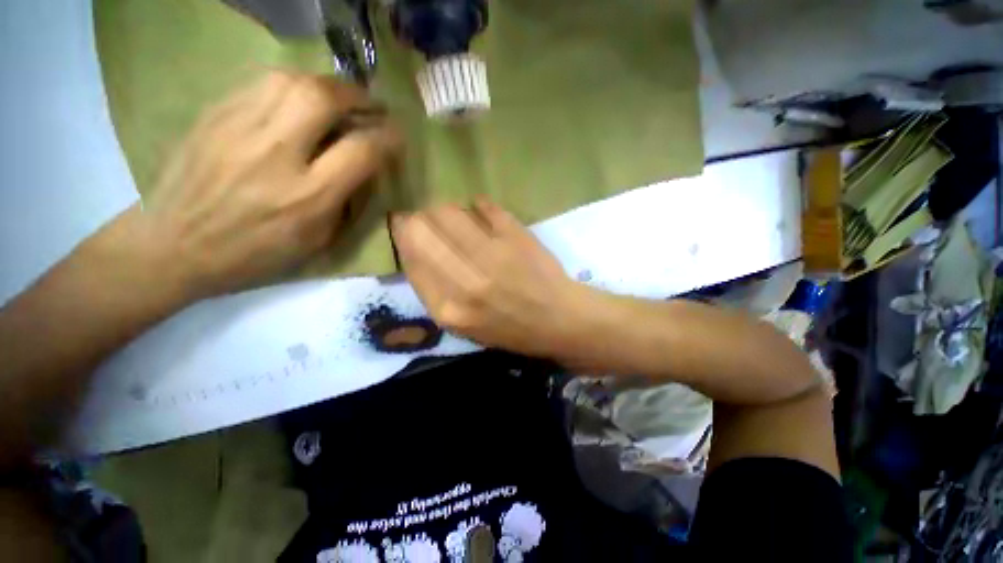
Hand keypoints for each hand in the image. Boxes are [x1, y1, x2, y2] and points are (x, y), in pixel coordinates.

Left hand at [122, 71, 398, 297]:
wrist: (173, 245)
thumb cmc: (255, 253)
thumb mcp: (317, 240)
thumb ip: (346, 200)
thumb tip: (365, 167)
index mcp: (308, 196)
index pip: (362, 151)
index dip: (387, 137)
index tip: (396, 134)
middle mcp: (276, 154)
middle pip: (323, 99)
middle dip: (357, 95)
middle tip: (369, 103)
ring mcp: (239, 128)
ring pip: (291, 80)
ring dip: (325, 85)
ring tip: (337, 98)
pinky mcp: (214, 114)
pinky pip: (261, 83)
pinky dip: (291, 85)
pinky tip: (298, 99)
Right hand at [391, 197, 585, 357]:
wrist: (558, 321)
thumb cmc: (510, 328)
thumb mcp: (462, 323)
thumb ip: (434, 288)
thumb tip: (414, 242)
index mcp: (447, 309)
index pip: (410, 256)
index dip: (404, 234)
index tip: (406, 225)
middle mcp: (465, 282)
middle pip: (423, 228)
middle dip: (420, 218)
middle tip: (429, 218)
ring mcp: (493, 257)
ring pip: (449, 211)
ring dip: (447, 208)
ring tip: (456, 215)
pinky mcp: (517, 238)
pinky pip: (486, 207)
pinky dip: (480, 205)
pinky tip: (481, 209)